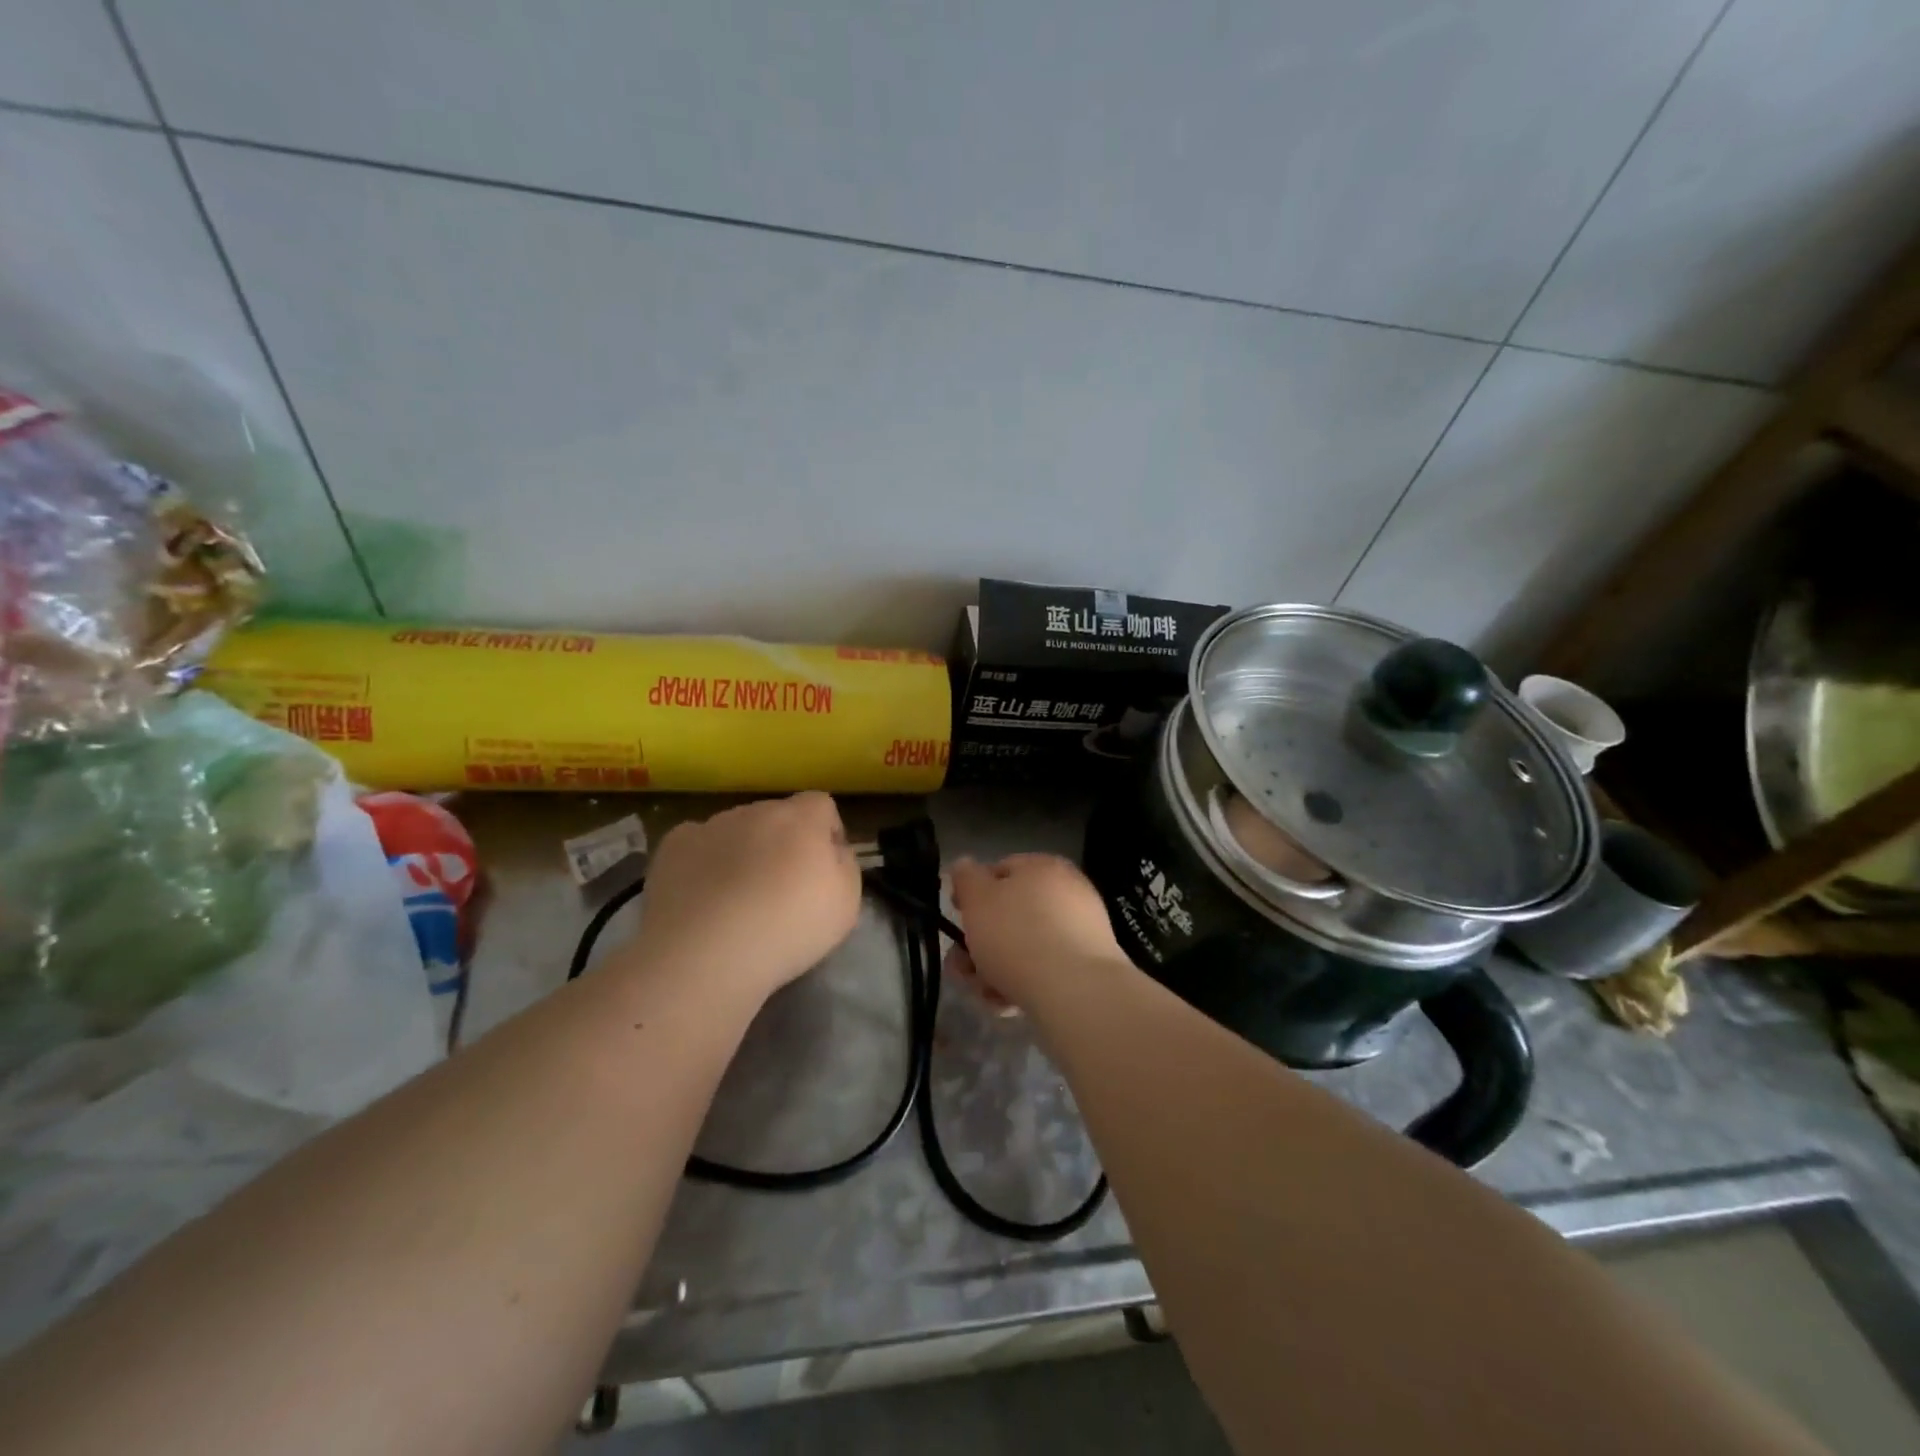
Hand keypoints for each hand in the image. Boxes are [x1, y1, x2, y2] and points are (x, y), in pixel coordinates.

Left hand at [623, 792, 862, 1005]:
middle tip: (780, 889)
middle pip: (777, 816)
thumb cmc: (788, 929)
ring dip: (743, 851)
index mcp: (802, 818)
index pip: (821, 805)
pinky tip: (702, 897)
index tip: (823, 870)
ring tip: (736, 900)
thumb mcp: (846, 904)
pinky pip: (697, 843)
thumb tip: (832, 850)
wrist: (706, 955)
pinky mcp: (673, 846)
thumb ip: (845, 864)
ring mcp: (711, 825)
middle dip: (782, 842)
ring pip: (736, 829)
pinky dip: (703, 862)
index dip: (826, 833)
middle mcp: (756, 810)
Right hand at [946, 854, 1132, 1012]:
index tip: (957, 919)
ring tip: (983, 993)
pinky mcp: (1086, 968)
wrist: (1075, 991)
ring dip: (995, 969)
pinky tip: (1007, 1005)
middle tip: (962, 967)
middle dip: (980, 943)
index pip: (1000, 870)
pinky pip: (1044, 970)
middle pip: (1010, 915)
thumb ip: (966, 878)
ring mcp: (1080, 931)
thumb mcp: (977, 898)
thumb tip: (965, 865)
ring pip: (1024, 947)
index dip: (972, 893)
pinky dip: (1022, 984)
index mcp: (1043, 867)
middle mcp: (1067, 892)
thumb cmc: (1017, 935)